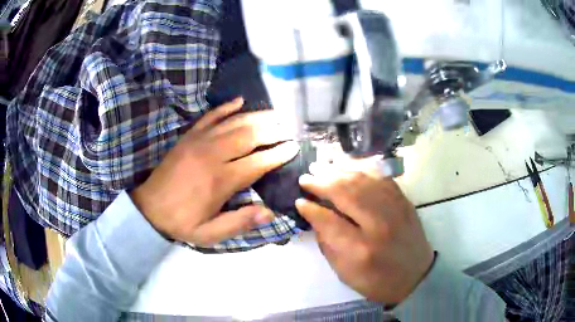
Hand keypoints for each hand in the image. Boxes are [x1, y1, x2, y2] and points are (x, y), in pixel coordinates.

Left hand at [130, 98, 299, 244]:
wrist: (148, 208)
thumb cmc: (181, 221)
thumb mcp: (209, 234)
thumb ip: (238, 223)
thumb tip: (268, 212)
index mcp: (220, 180)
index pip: (257, 162)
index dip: (278, 154)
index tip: (294, 147)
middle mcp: (212, 155)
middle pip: (248, 136)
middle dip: (272, 130)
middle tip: (289, 127)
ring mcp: (198, 142)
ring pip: (233, 123)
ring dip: (256, 116)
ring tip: (275, 113)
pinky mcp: (188, 137)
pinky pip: (209, 117)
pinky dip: (225, 107)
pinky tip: (239, 100)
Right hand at [296, 162, 433, 304]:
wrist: (416, 276)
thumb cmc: (377, 280)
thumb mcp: (345, 272)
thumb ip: (327, 243)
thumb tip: (314, 216)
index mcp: (361, 249)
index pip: (329, 221)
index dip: (311, 209)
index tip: (299, 200)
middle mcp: (379, 224)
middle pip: (347, 193)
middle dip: (322, 182)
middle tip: (305, 177)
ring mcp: (395, 209)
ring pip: (363, 180)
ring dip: (339, 172)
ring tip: (321, 168)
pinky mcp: (404, 201)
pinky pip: (380, 178)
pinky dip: (362, 170)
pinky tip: (348, 168)